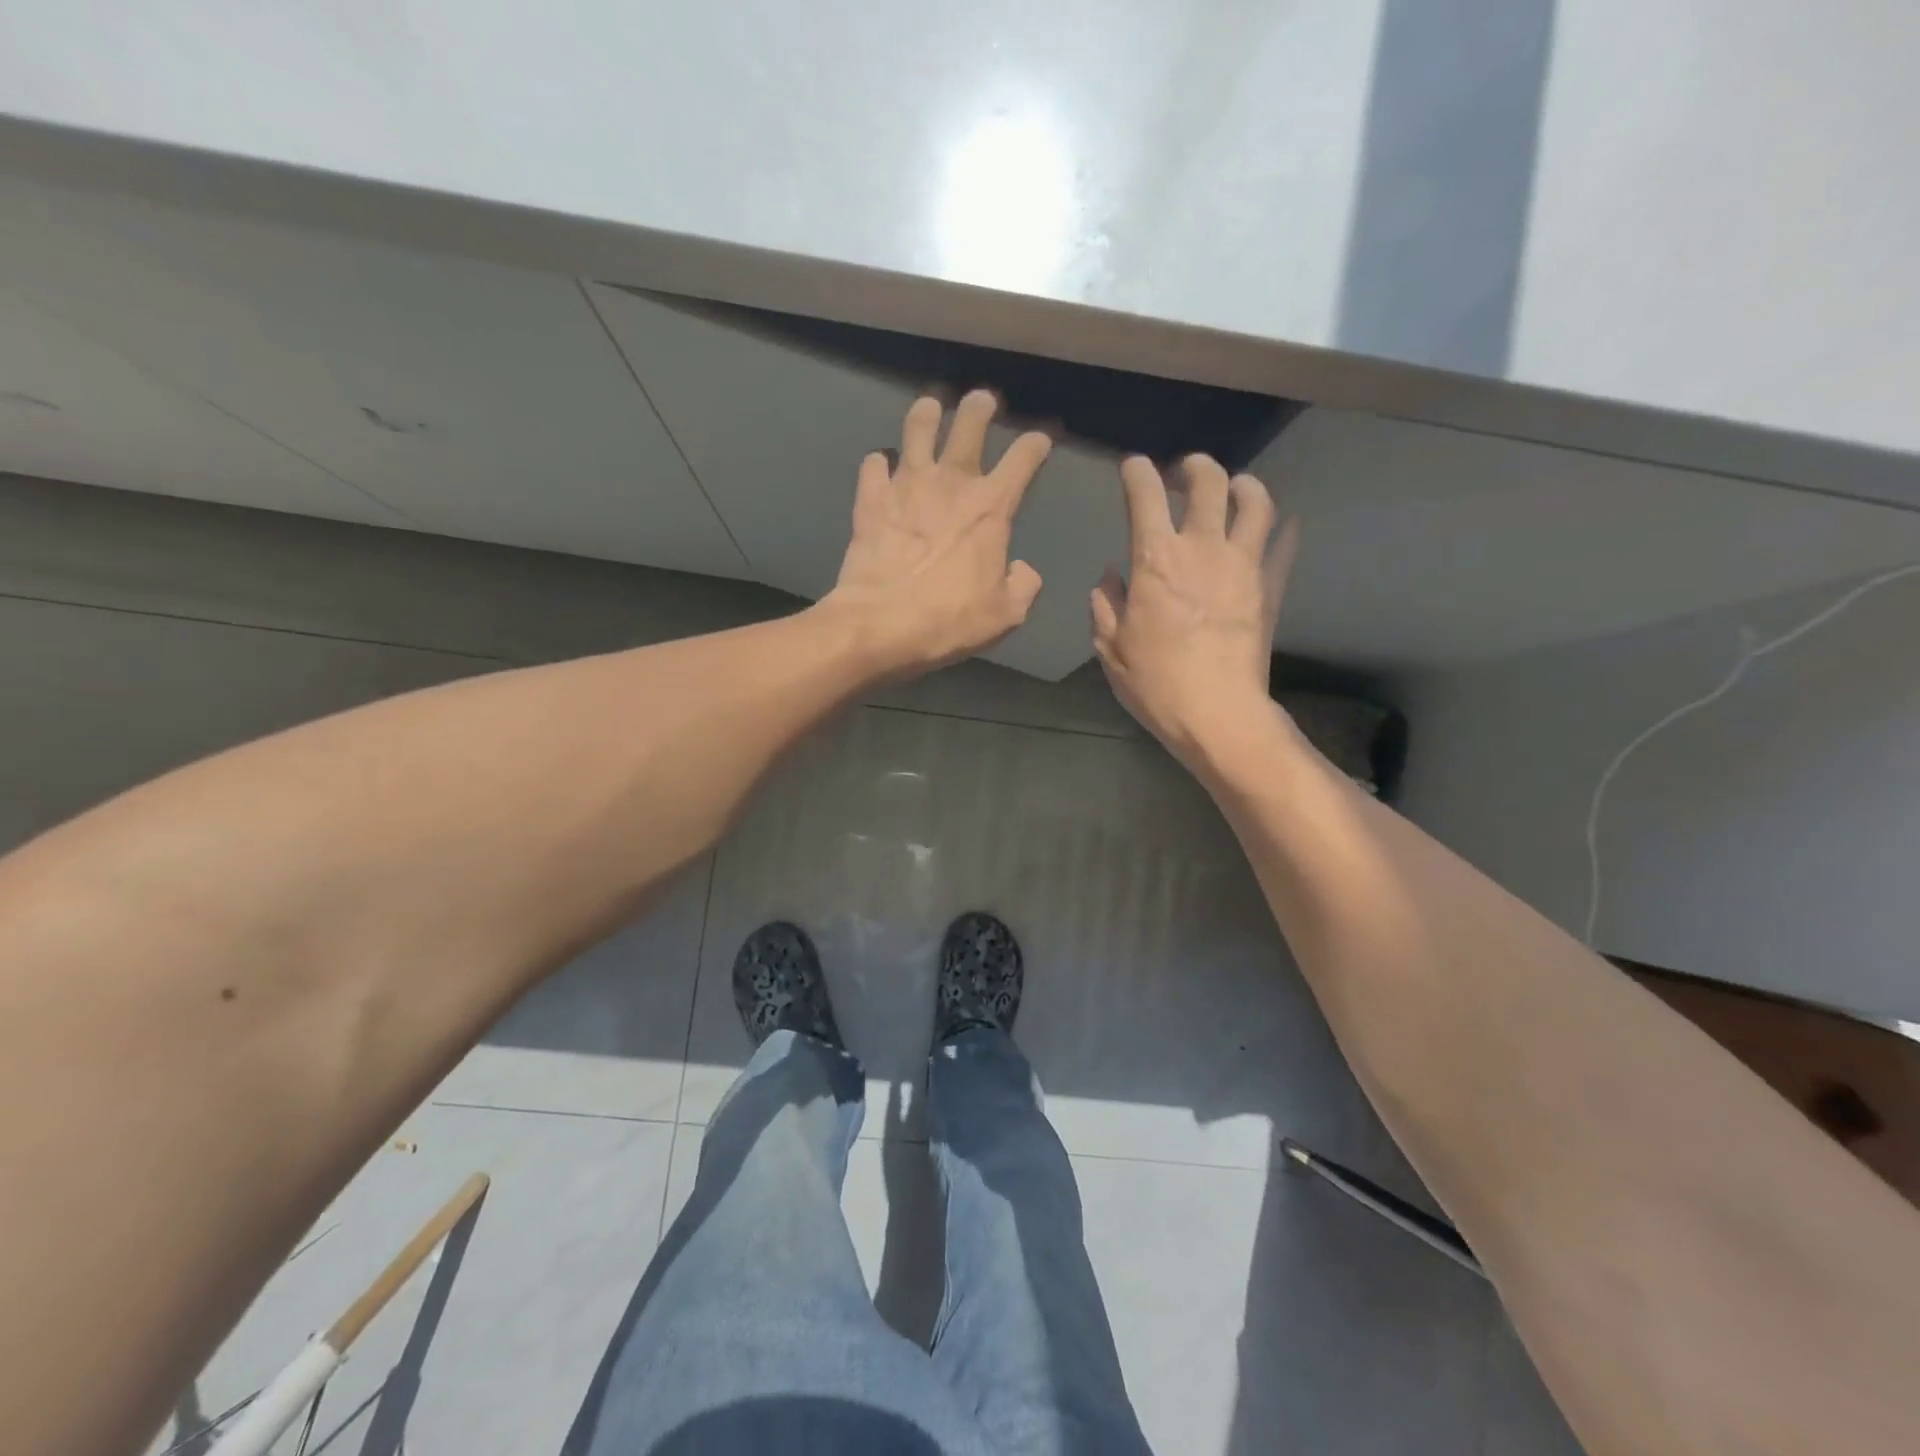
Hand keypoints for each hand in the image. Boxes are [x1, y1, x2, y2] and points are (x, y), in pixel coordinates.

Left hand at [824, 391, 1051, 676]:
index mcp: (991, 508)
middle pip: (969, 424)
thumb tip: (1021, 568)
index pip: (1023, 460)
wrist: (881, 624)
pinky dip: (879, 463)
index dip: (1035, 445)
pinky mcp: (871, 499)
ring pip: (917, 429)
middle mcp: (951, 484)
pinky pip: (874, 465)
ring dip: (926, 415)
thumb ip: (1023, 586)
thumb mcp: (1005, 615)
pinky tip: (881, 467)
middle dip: (979, 407)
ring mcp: (906, 486)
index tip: (1039, 441)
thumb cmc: (949, 621)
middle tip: (982, 401)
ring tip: (929, 409)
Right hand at [1090, 454, 1297, 769]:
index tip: (1133, 469)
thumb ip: (1106, 604)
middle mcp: (1202, 548)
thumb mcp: (1111, 648)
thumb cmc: (1156, 682)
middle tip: (1185, 473)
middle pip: (1208, 482)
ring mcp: (1244, 564)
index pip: (1146, 494)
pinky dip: (1283, 530)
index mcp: (1155, 559)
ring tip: (1236, 488)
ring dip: (1244, 485)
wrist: (1218, 713)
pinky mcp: (1271, 587)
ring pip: (1256, 502)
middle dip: (1194, 467)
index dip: (1137, 472)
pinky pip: (1284, 545)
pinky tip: (1282, 526)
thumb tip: (1110, 577)